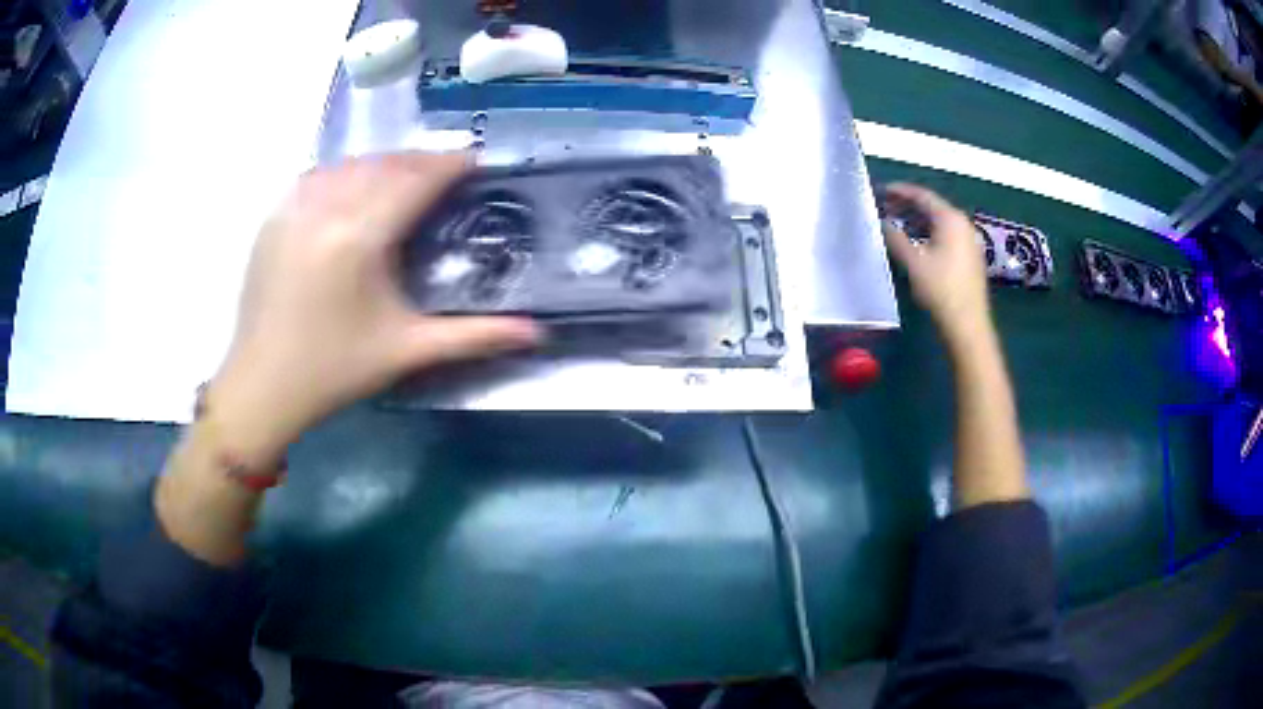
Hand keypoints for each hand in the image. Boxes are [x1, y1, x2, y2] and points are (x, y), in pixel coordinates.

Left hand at [206, 152, 540, 466]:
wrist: (262, 386)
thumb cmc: (334, 371)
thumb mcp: (406, 351)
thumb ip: (474, 337)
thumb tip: (537, 335)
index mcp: (360, 237)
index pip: (415, 180)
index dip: (450, 164)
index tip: (476, 160)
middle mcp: (326, 209)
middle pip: (385, 165)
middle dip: (420, 161)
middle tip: (447, 170)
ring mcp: (294, 209)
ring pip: (349, 165)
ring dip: (383, 164)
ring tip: (405, 176)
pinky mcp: (274, 218)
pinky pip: (317, 177)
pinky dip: (345, 173)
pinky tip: (354, 188)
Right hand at [881, 183, 990, 344]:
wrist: (967, 324)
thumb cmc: (940, 289)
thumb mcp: (913, 262)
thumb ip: (895, 237)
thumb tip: (883, 223)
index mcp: (950, 219)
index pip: (923, 195)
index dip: (901, 191)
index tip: (882, 190)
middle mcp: (963, 224)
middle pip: (933, 206)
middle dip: (909, 205)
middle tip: (887, 205)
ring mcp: (969, 240)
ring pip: (940, 221)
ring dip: (919, 219)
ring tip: (898, 222)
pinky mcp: (970, 256)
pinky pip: (947, 234)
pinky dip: (930, 231)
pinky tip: (917, 241)